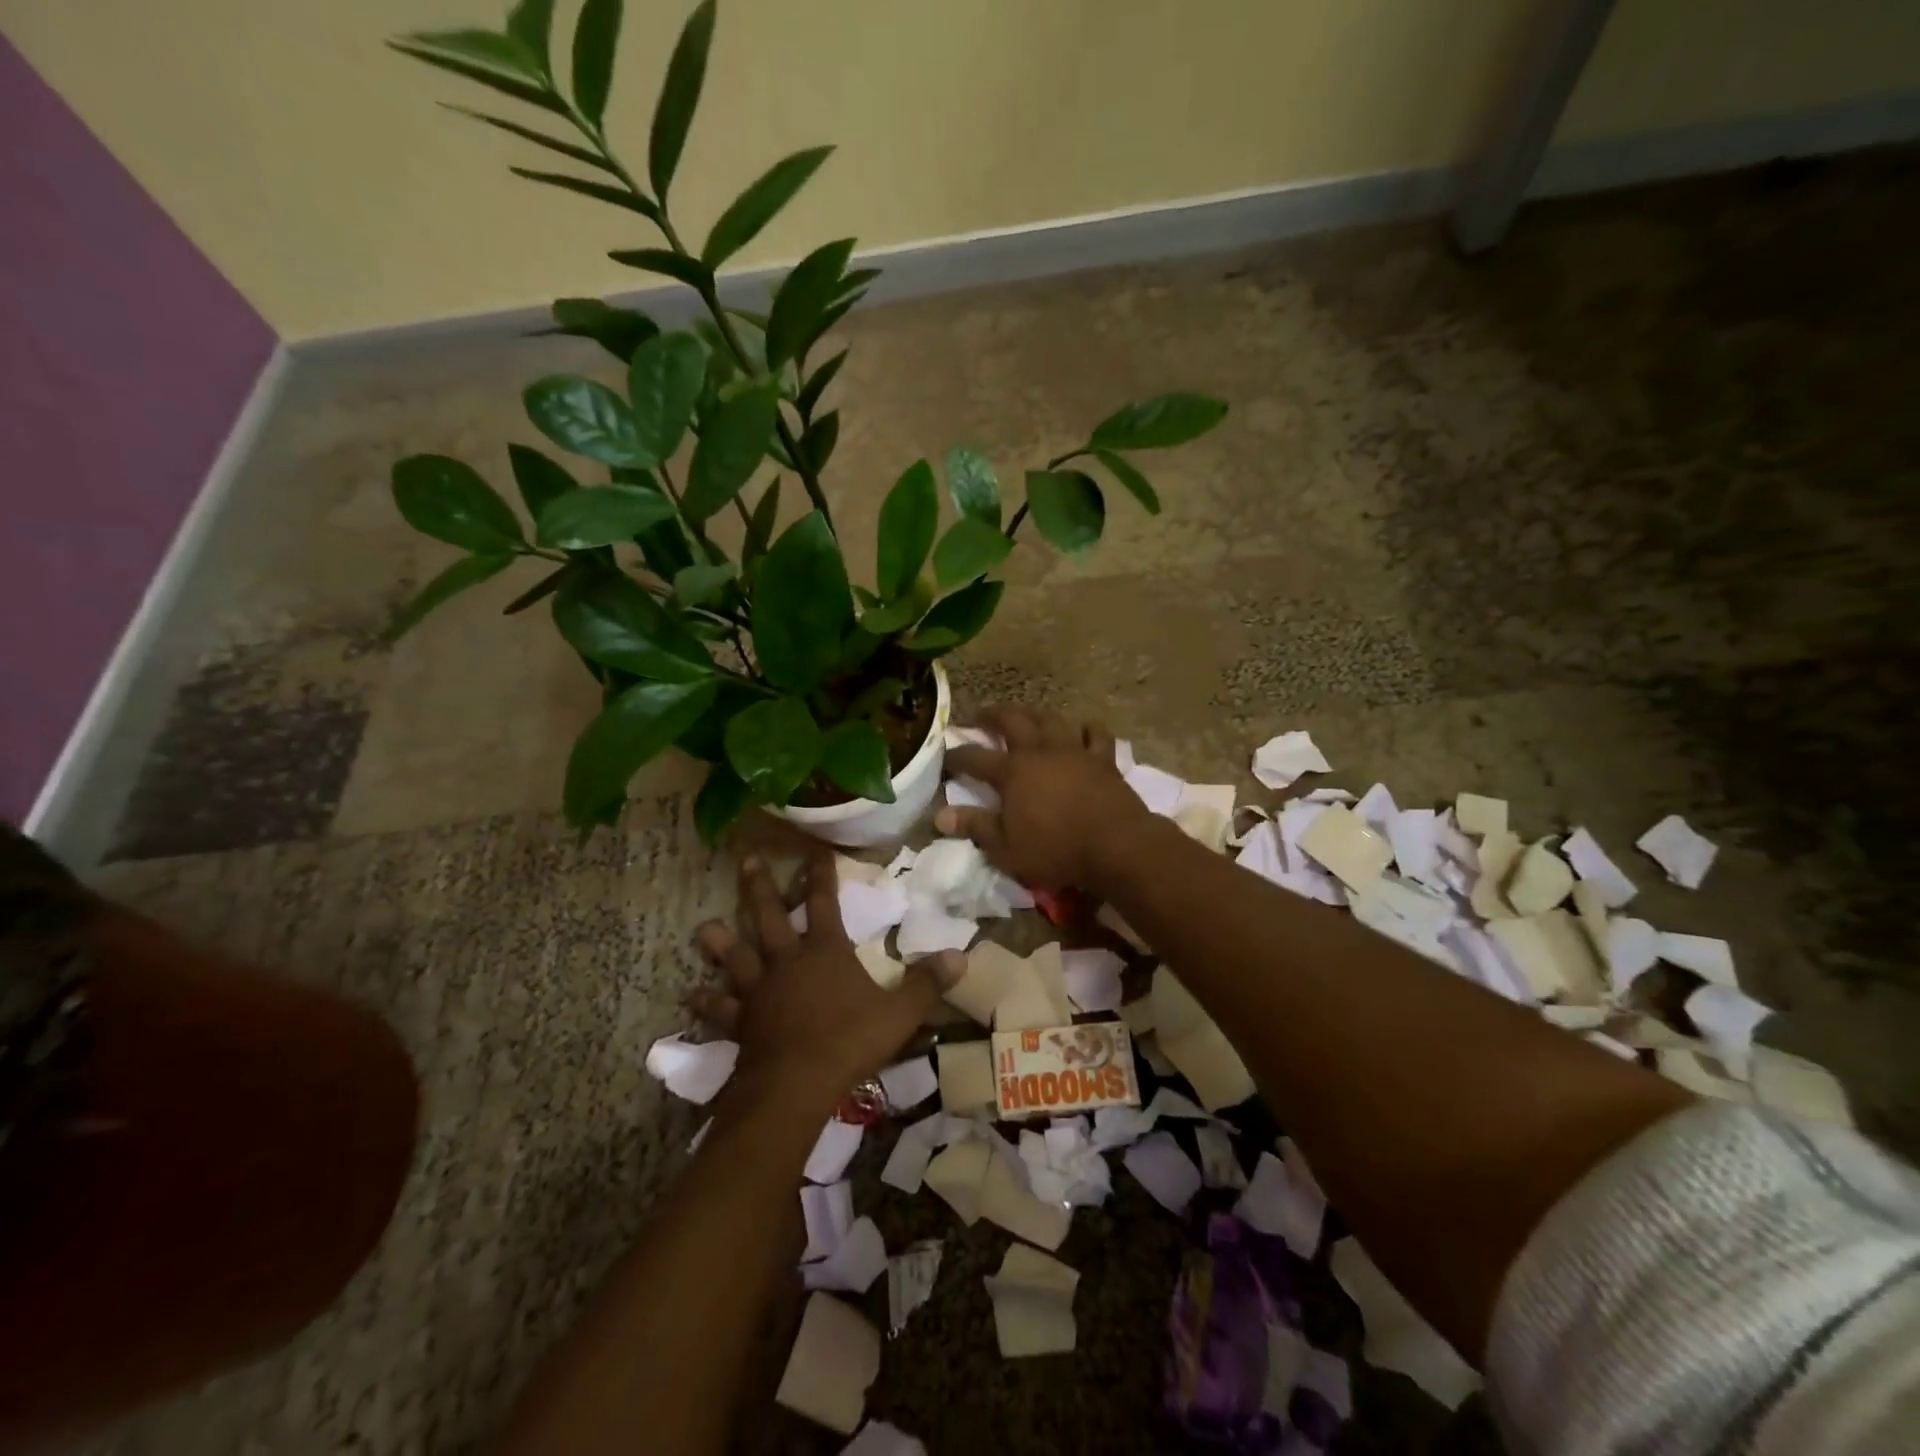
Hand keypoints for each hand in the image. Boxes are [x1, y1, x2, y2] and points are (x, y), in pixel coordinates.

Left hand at [689, 854, 959, 1103]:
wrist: (796, 1085)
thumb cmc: (849, 1041)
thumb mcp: (899, 1013)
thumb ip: (926, 983)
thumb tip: (961, 955)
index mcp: (825, 952)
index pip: (824, 903)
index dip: (821, 876)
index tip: (816, 851)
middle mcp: (787, 962)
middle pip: (770, 917)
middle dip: (760, 888)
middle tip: (746, 861)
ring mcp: (759, 991)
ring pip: (736, 958)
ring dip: (721, 943)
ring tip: (704, 926)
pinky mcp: (742, 1022)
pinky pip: (721, 1009)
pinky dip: (707, 1002)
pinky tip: (692, 996)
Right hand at [934, 705, 1151, 889]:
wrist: (1115, 844)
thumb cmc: (1055, 849)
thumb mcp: (1005, 847)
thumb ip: (975, 826)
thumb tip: (940, 815)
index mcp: (1012, 771)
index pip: (975, 758)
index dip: (957, 756)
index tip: (945, 755)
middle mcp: (1040, 751)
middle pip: (1012, 721)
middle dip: (992, 715)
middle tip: (980, 715)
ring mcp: (1073, 751)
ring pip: (1051, 719)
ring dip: (1034, 713)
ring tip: (1026, 714)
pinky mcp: (1103, 759)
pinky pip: (1096, 735)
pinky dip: (1087, 729)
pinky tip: (1084, 729)